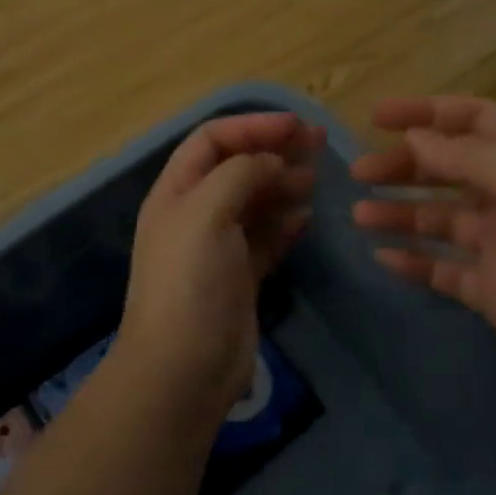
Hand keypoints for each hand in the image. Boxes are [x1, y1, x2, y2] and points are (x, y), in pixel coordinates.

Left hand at [117, 112, 320, 416]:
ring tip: (317, 177)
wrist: (184, 368)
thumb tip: (272, 160)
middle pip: (237, 167)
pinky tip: (307, 216)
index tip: (295, 126)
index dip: (252, 126)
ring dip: (284, 184)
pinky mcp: (241, 277)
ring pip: (255, 201)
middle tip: (319, 143)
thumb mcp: (206, 213)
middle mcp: (196, 213)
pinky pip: (266, 238)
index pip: (213, 140)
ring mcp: (219, 246)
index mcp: (177, 192)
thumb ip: (240, 174)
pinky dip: (286, 223)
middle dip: (274, 150)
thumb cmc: (189, 281)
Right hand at [351, 96, 495, 432]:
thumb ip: (475, 159)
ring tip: (360, 215)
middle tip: (360, 174)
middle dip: (405, 164)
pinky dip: (413, 260)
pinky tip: (382, 257)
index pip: (475, 120)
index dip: (427, 113)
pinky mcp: (494, 296)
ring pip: (439, 218)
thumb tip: (417, 137)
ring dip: (400, 212)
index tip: (376, 116)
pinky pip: (443, 269)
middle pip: (450, 168)